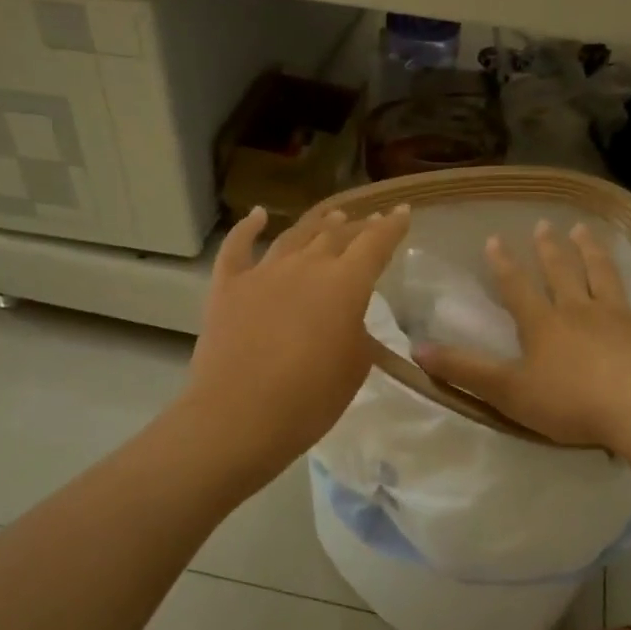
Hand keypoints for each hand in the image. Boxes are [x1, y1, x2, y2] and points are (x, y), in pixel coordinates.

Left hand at [183, 204, 410, 472]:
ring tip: (332, 216)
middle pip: (336, 235)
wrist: (239, 416)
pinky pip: (238, 247)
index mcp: (344, 284)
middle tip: (369, 222)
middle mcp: (305, 266)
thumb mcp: (354, 367)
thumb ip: (357, 332)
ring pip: (294, 236)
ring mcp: (263, 272)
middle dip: (357, 226)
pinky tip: (258, 215)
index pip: (375, 244)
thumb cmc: (310, 399)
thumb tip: (347, 319)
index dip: (391, 227)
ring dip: (317, 225)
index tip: (402, 212)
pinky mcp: (227, 286)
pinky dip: (248, 227)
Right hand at [414, 221, 630, 448]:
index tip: (493, 240)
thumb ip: (464, 370)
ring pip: (605, 276)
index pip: (517, 288)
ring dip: (593, 252)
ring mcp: (623, 316)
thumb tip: (416, 348)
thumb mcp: (507, 392)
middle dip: (550, 250)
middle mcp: (581, 310)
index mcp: (544, 325)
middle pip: (562, 274)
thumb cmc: (570, 403)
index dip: (503, 265)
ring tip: (584, 229)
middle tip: (543, 225)